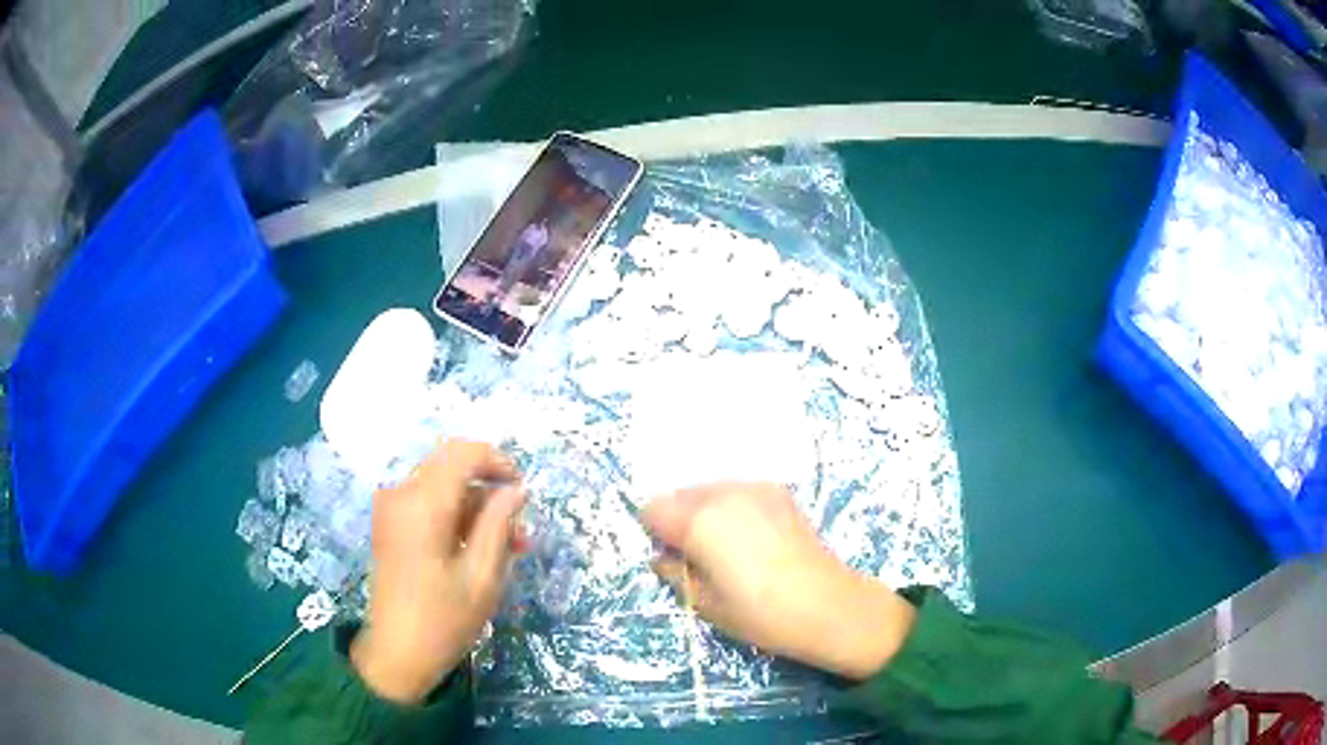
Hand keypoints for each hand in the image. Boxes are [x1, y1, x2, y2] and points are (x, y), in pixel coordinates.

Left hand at [350, 440, 525, 702]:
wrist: (395, 653)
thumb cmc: (443, 620)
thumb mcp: (482, 575)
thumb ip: (499, 524)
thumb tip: (516, 490)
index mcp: (422, 504)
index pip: (462, 453)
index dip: (497, 461)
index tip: (522, 490)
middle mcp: (401, 494)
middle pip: (450, 466)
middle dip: (488, 489)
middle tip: (519, 527)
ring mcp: (390, 508)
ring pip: (441, 485)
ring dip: (475, 506)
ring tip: (508, 546)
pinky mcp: (389, 524)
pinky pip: (427, 503)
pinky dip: (455, 516)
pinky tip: (477, 548)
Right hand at [641, 483, 915, 679]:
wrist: (827, 605)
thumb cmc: (760, 613)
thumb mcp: (705, 603)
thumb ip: (674, 573)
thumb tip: (662, 558)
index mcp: (698, 521)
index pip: (653, 510)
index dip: (655, 534)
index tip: (669, 558)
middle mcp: (723, 494)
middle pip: (680, 495)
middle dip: (679, 520)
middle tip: (695, 557)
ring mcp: (754, 488)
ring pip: (709, 490)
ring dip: (705, 512)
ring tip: (726, 549)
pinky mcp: (778, 492)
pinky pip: (737, 492)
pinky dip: (731, 508)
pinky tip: (751, 539)